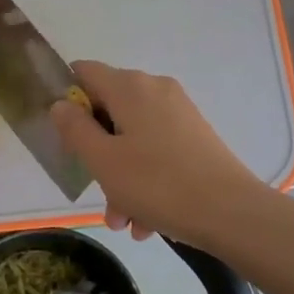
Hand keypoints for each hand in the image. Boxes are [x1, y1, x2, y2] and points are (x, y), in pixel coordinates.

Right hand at [49, 60, 266, 248]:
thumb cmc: (157, 183)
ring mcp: (179, 114)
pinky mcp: (196, 137)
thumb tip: (61, 104)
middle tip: (95, 190)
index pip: (83, 72)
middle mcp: (155, 90)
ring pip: (133, 139)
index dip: (67, 99)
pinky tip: (146, 222)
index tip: (64, 136)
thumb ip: (74, 129)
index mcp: (130, 86)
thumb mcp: (102, 160)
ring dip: (120, 178)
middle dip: (96, 152)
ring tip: (124, 221)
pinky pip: (157, 152)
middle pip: (109, 111)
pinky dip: (146, 181)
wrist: (232, 213)